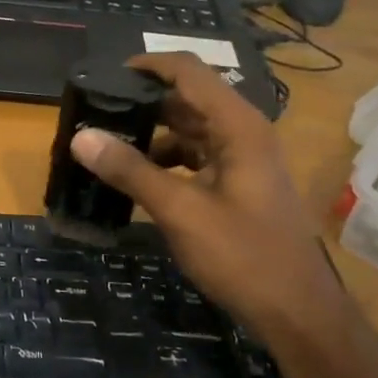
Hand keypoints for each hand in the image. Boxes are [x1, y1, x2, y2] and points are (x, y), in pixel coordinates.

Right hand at [69, 53, 351, 337]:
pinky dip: (165, 159)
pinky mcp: (238, 183)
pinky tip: (137, 176)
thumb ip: (130, 170)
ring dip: (151, 133)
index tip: (105, 77)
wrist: (296, 311)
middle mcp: (243, 132)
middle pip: (187, 98)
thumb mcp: (180, 211)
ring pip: (189, 129)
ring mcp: (243, 158)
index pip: (188, 72)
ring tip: (107, 144)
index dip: (147, 66)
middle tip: (96, 113)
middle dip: (142, 102)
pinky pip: (195, 156)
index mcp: (237, 126)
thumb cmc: (243, 255)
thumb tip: (81, 137)